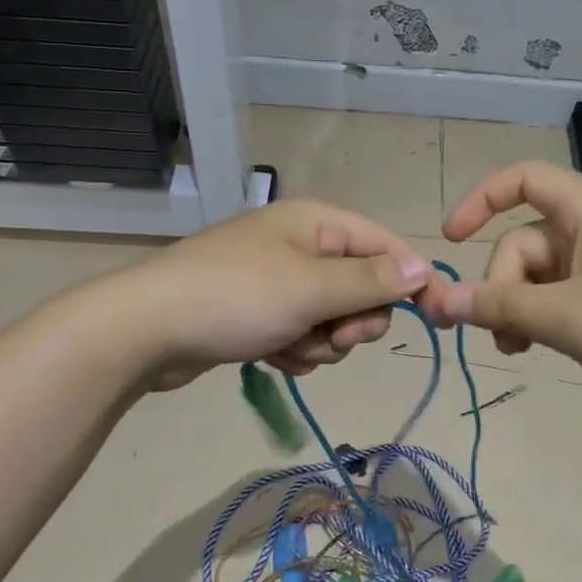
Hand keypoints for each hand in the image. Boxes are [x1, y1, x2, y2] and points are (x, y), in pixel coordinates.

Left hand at [118, 199, 432, 388]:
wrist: (147, 330)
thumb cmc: (237, 298)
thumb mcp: (313, 288)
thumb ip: (373, 280)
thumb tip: (426, 268)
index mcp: (317, 223)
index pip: (386, 246)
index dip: (411, 280)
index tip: (434, 317)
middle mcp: (302, 245)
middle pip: (363, 287)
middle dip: (355, 320)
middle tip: (336, 338)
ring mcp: (279, 281)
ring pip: (334, 318)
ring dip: (323, 342)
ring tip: (292, 348)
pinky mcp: (259, 313)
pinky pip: (303, 333)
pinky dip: (296, 350)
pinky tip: (274, 358)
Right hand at [417, 161, 581, 410]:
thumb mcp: (564, 318)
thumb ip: (499, 307)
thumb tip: (439, 302)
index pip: (523, 179)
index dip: (480, 200)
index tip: (450, 241)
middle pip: (526, 240)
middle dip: (503, 285)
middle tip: (501, 337)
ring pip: (544, 273)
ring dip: (521, 307)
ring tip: (520, 350)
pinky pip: (567, 292)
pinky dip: (548, 315)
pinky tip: (546, 348)